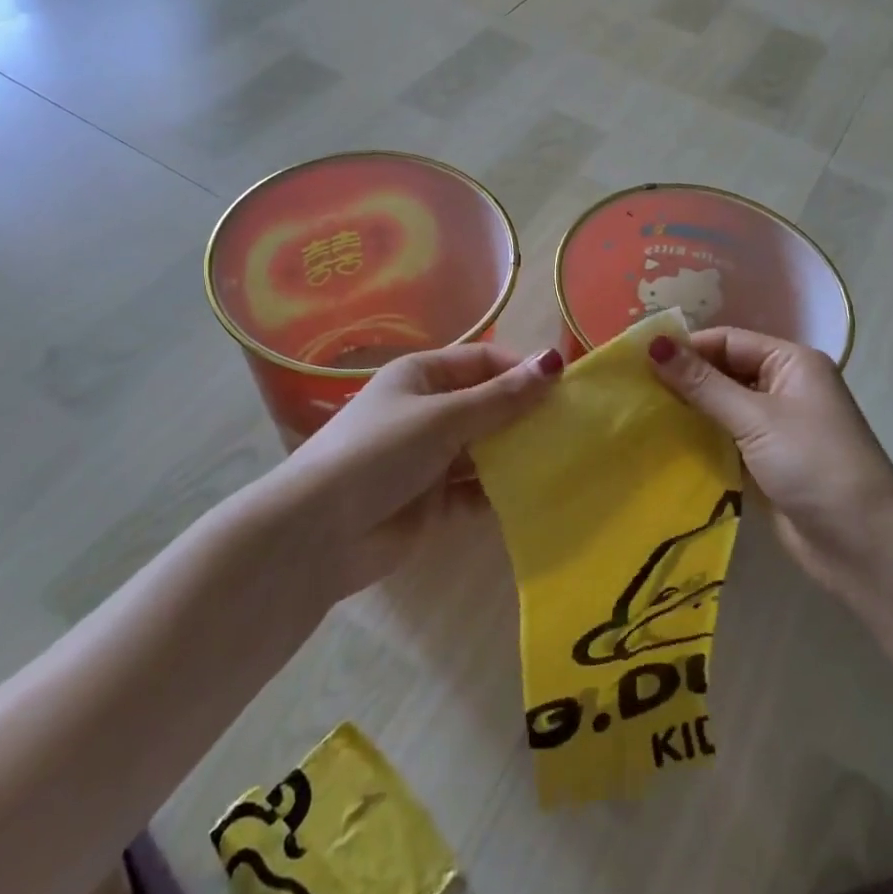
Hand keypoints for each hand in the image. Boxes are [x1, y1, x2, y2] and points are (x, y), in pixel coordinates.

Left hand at [285, 344, 562, 592]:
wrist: (319, 532)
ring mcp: (431, 458)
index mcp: (423, 376)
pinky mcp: (434, 501)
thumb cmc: (379, 452)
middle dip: (525, 415)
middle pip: (488, 405)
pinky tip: (536, 495)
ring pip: (486, 449)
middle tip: (573, 428)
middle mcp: (428, 411)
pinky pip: (478, 489)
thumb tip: (554, 361)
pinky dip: (502, 491)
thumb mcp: (442, 417)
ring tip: (565, 460)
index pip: (483, 362)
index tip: (564, 389)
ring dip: (517, 454)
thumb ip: (500, 397)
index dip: (522, 371)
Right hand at [647, 327, 892, 594]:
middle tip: (632, 388)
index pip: (727, 341)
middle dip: (682, 379)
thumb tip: (654, 345)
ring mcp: (775, 427)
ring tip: (638, 412)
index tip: (638, 360)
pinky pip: (724, 439)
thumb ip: (703, 384)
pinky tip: (663, 443)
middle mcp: (783, 387)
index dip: (686, 348)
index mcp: (790, 363)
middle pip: (722, 372)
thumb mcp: (755, 418)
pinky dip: (699, 439)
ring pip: (720, 407)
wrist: (863, 546)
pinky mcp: (765, 462)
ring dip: (687, 411)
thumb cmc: (813, 465)